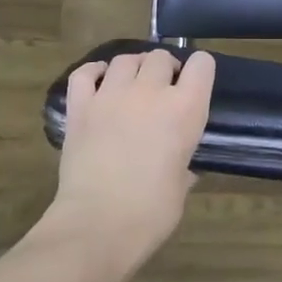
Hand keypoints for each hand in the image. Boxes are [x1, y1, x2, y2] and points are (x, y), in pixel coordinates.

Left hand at [51, 50, 215, 263]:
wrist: (98, 224)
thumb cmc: (152, 211)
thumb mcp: (182, 184)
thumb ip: (184, 164)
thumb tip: (182, 166)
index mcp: (186, 109)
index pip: (202, 65)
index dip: (200, 70)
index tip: (195, 85)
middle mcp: (150, 92)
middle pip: (161, 57)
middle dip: (165, 68)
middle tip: (163, 89)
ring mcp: (111, 96)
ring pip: (125, 59)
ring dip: (134, 67)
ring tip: (133, 85)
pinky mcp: (80, 108)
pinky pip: (85, 73)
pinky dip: (95, 72)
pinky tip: (101, 81)